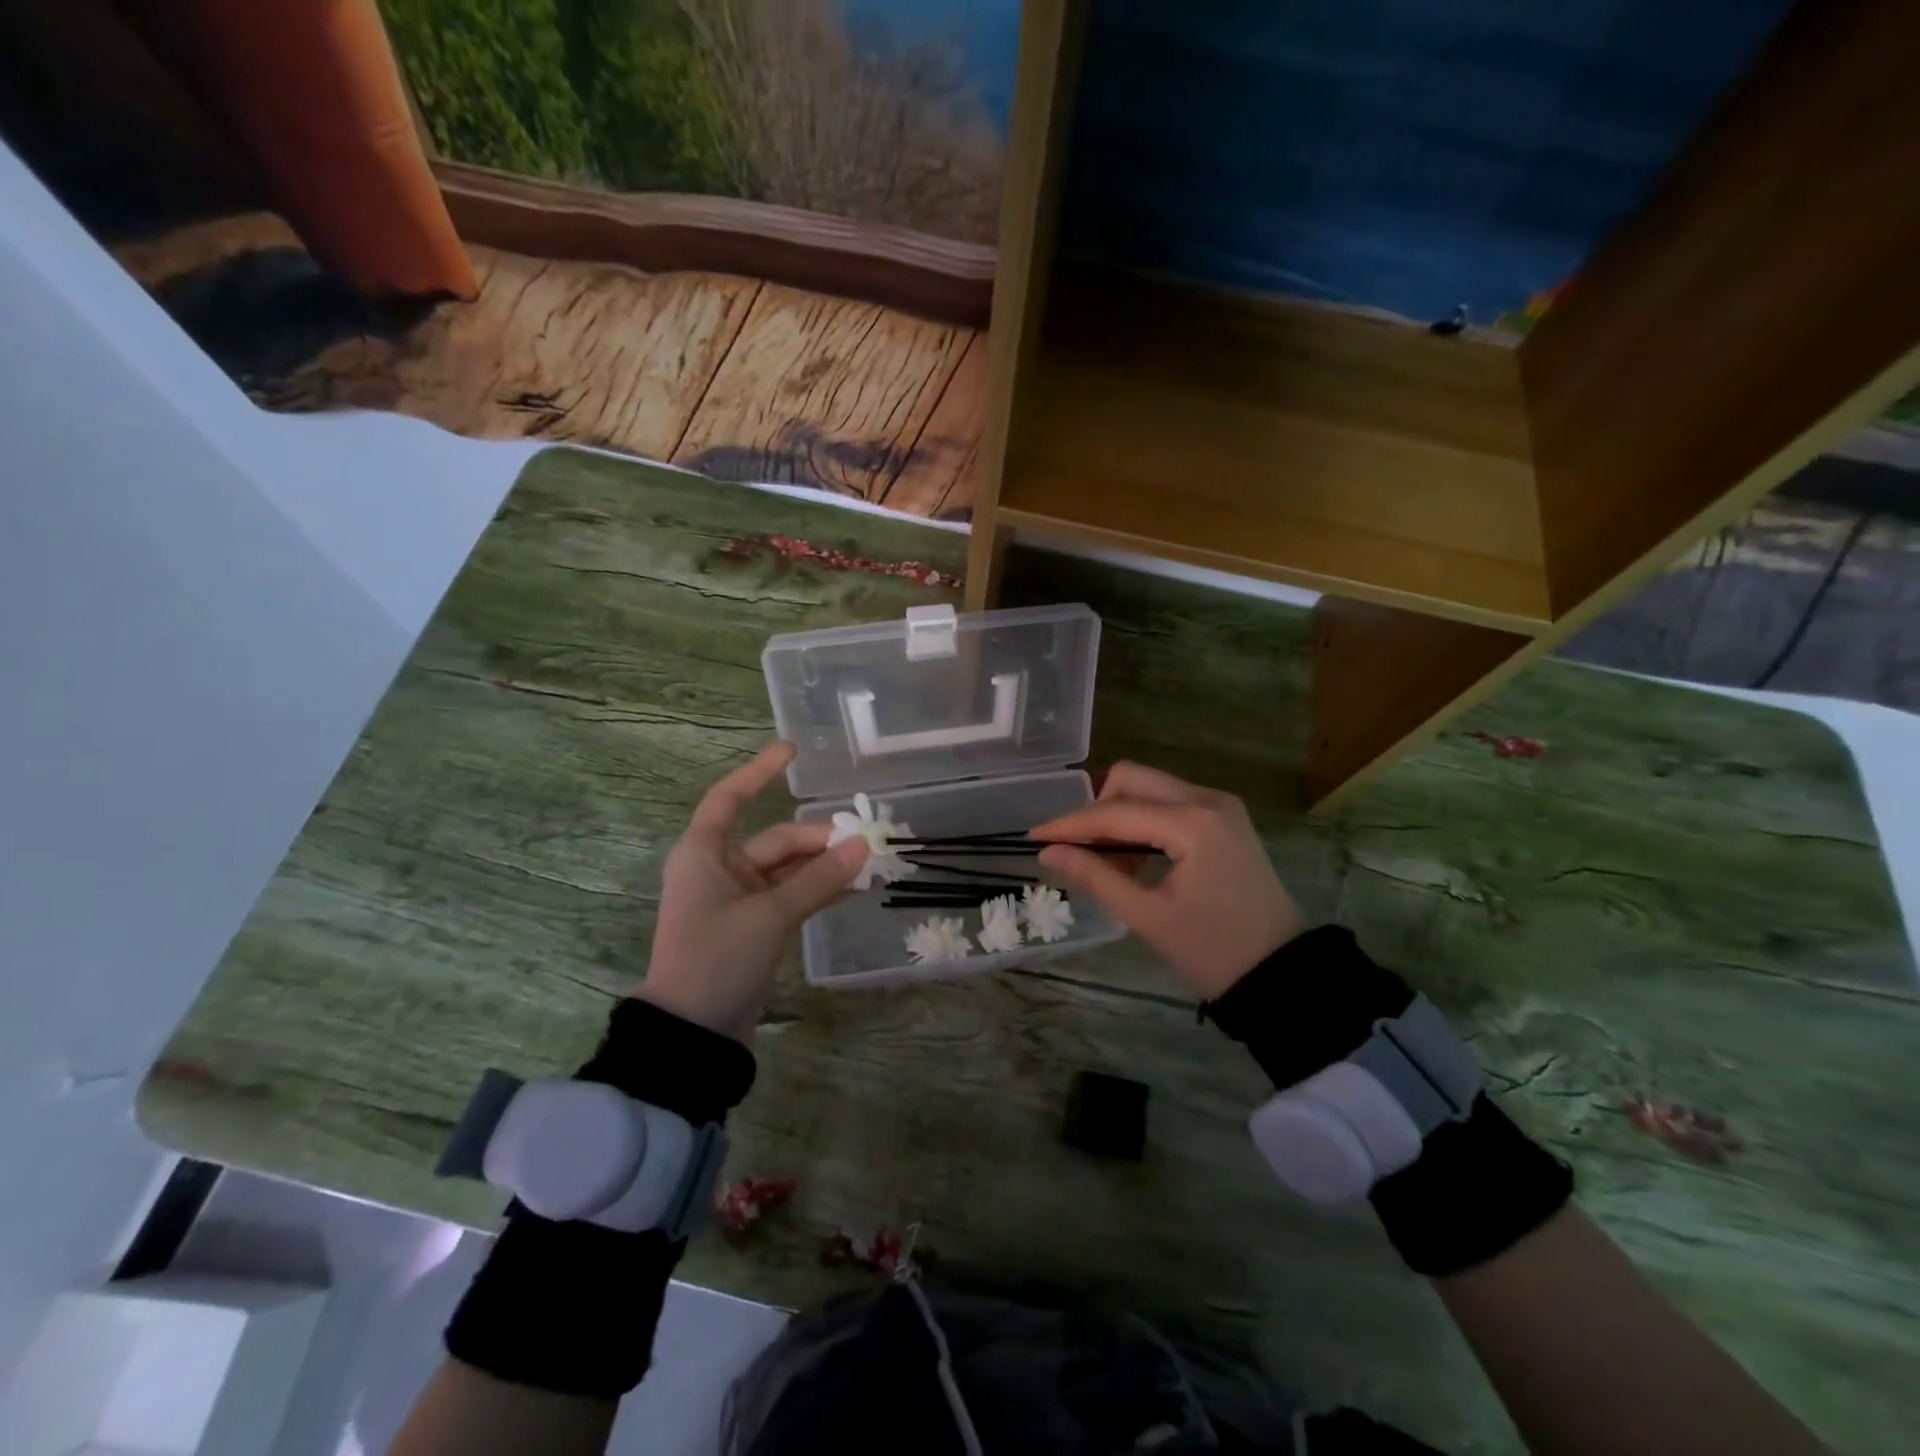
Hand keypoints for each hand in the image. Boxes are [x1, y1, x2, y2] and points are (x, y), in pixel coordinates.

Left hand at [640, 742, 867, 1043]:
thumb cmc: (715, 959)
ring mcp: (740, 898)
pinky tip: (856, 887)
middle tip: (867, 841)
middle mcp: (721, 868)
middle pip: (777, 838)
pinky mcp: (756, 925)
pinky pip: (794, 895)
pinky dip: (820, 890)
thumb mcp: (769, 916)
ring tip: (871, 862)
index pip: (730, 797)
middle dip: (821, 839)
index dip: (758, 771)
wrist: (692, 1033)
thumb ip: (818, 880)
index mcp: (705, 853)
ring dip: (826, 866)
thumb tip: (862, 845)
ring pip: (791, 869)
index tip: (792, 751)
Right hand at [1030, 762, 1302, 998]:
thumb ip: (1096, 877)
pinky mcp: (1224, 819)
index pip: (1115, 812)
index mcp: (1193, 823)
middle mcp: (1208, 800)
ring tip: (1104, 862)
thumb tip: (1048, 852)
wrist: (1283, 975)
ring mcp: (1220, 806)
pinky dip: (1143, 821)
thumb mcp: (1148, 917)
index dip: (1070, 824)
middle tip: (1075, 849)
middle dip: (1096, 810)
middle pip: (1132, 779)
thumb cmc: (1214, 951)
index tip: (1033, 837)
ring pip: (1150, 788)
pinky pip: (1170, 803)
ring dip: (1119, 815)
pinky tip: (1133, 859)